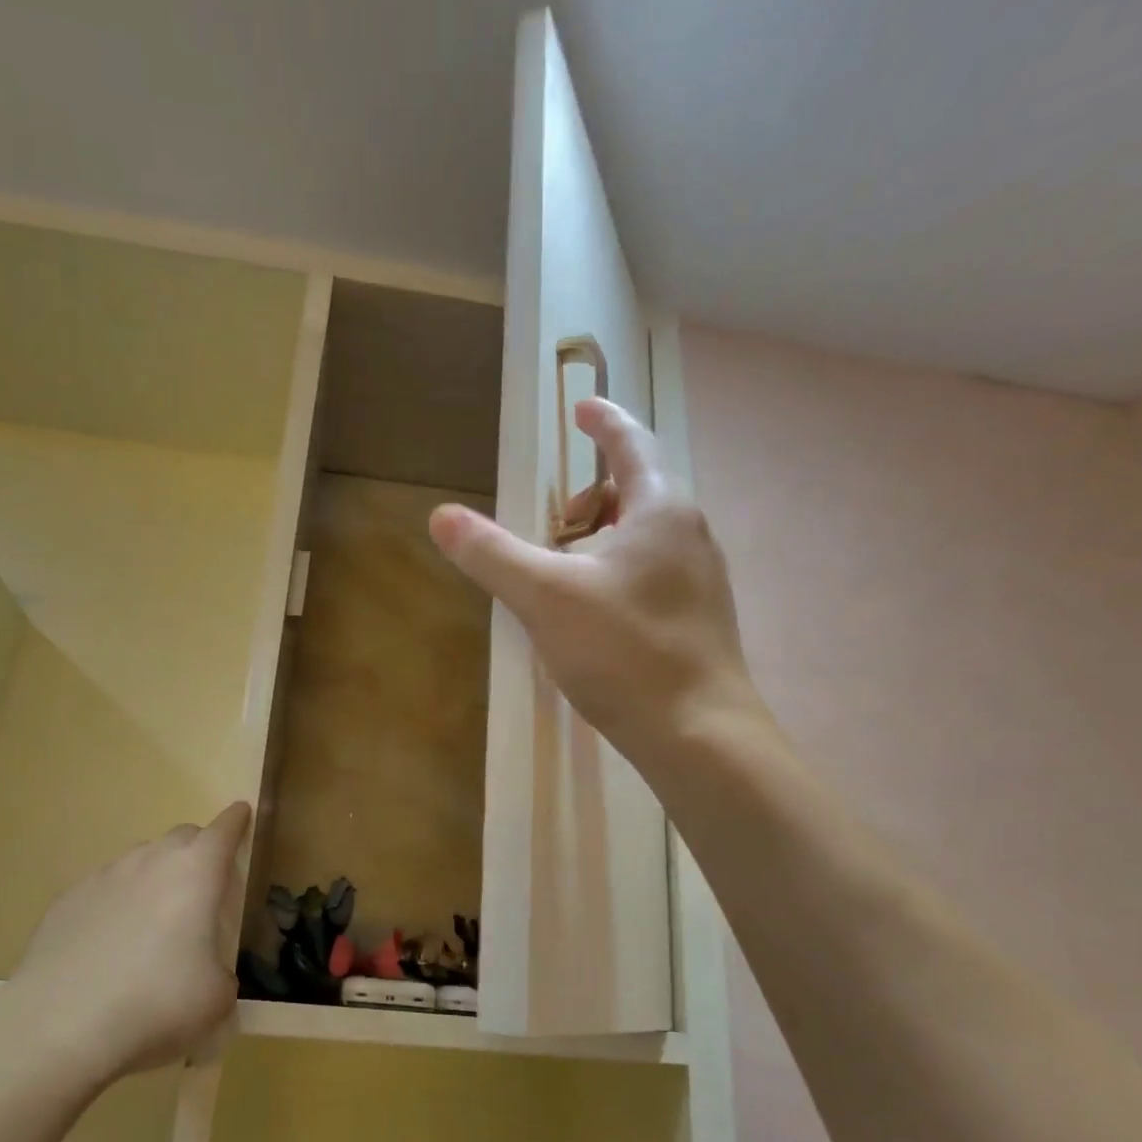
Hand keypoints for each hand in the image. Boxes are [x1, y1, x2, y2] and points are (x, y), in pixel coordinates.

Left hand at [0, 802, 249, 1081]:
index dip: (236, 821)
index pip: (224, 829)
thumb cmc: (156, 1002)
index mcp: (196, 872)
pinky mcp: (66, 900)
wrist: (60, 1025)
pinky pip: (103, 888)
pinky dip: (116, 902)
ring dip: (155, 875)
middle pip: (181, 836)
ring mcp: (104, 876)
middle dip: (197, 850)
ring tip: (154, 919)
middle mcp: (151, 860)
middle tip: (203, 885)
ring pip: (140, 859)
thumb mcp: (216, 997)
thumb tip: (209, 974)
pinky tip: (109, 942)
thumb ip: (222, 973)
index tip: (242, 814)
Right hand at [429, 397, 768, 772]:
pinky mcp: (699, 621)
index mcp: (661, 511)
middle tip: (554, 526)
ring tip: (566, 576)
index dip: (603, 421)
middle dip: (591, 498)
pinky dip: (617, 575)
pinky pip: (653, 575)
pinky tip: (595, 618)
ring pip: (645, 539)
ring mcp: (701, 581)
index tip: (581, 408)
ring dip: (603, 540)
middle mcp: (690, 536)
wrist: (697, 733)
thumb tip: (441, 515)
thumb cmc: (623, 652)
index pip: (631, 444)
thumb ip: (492, 554)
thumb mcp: (544, 597)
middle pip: (637, 492)